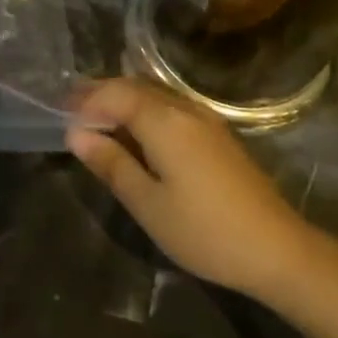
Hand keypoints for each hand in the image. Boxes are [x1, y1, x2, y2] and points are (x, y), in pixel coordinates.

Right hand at [67, 78, 318, 300]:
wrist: (278, 249)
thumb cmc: (204, 230)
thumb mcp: (148, 204)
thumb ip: (111, 163)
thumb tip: (76, 134)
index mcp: (164, 121)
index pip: (115, 94)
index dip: (86, 101)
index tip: (59, 116)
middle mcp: (185, 109)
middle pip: (135, 87)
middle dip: (101, 95)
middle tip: (71, 112)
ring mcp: (206, 120)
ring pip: (155, 96)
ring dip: (123, 102)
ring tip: (97, 122)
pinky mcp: (218, 135)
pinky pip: (171, 108)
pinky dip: (145, 113)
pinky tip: (137, 136)